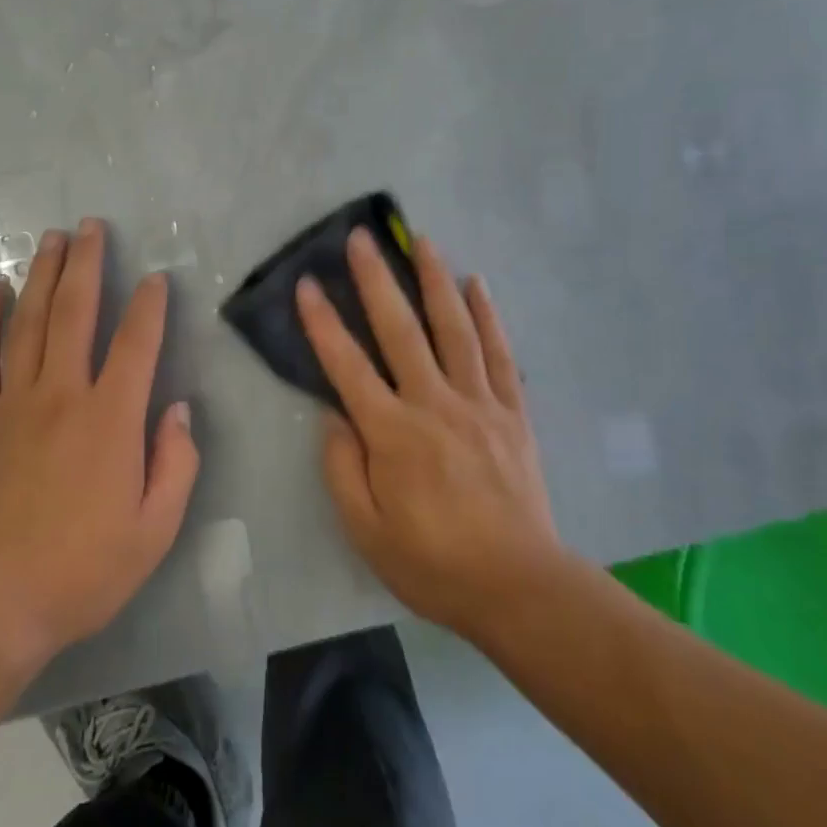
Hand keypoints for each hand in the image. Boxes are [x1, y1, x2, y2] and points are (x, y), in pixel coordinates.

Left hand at [0, 219, 198, 669]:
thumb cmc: (81, 572)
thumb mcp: (155, 530)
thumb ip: (176, 464)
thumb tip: (178, 409)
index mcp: (111, 419)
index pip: (136, 343)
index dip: (149, 305)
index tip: (154, 277)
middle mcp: (62, 395)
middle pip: (75, 313)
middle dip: (86, 264)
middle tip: (90, 226)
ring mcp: (13, 404)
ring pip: (28, 323)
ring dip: (41, 276)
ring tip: (50, 239)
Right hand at [296, 228, 563, 643]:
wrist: (520, 587)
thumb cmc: (433, 562)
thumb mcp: (367, 531)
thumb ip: (342, 468)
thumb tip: (334, 415)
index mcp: (393, 434)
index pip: (348, 366)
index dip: (323, 322)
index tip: (307, 284)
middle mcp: (434, 404)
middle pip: (401, 330)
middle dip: (376, 280)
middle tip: (361, 238)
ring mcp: (479, 403)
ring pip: (454, 328)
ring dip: (436, 280)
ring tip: (423, 240)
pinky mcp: (512, 412)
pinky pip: (499, 353)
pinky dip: (488, 315)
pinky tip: (478, 284)